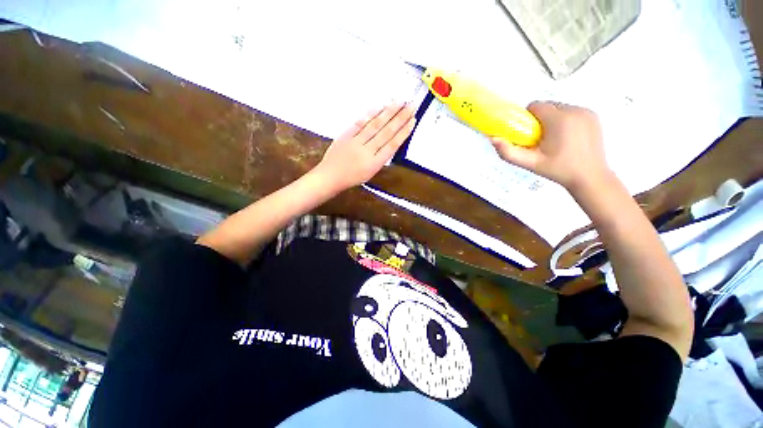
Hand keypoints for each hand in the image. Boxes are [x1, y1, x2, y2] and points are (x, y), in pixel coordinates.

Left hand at [312, 103, 415, 191]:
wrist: (330, 176)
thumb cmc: (352, 178)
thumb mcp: (371, 173)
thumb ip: (381, 157)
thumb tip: (390, 141)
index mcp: (375, 164)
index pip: (392, 145)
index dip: (403, 133)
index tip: (413, 121)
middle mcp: (367, 151)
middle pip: (386, 132)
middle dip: (400, 118)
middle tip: (411, 105)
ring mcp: (356, 142)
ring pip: (375, 125)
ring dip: (388, 113)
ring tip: (399, 102)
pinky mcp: (346, 135)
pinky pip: (360, 123)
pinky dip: (370, 114)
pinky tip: (380, 106)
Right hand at [491, 101, 610, 192]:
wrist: (590, 177)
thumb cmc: (558, 170)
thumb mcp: (530, 163)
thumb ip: (508, 152)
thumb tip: (492, 138)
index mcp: (559, 119)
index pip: (535, 106)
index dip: (527, 118)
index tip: (527, 133)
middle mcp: (575, 110)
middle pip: (547, 106)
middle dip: (539, 119)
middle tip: (539, 139)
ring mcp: (586, 112)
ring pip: (559, 108)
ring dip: (552, 119)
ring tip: (553, 140)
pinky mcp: (593, 116)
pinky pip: (572, 111)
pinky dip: (565, 120)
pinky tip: (566, 137)